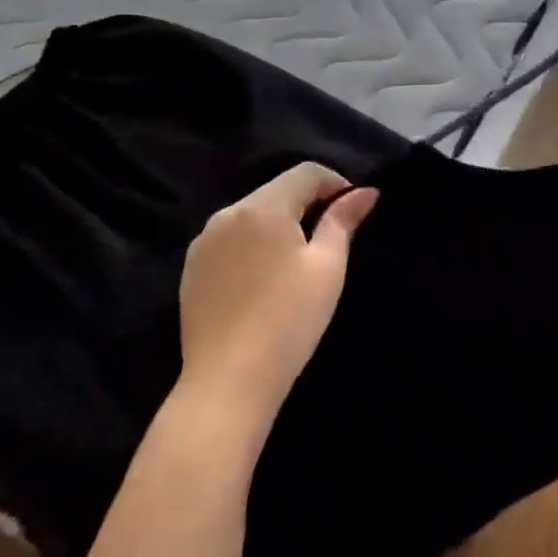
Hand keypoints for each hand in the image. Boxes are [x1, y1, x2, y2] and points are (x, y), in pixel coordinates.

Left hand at [175, 163, 378, 441]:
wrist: (227, 383)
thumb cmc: (288, 320)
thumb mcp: (327, 267)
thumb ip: (344, 221)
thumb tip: (365, 192)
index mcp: (263, 207)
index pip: (306, 173)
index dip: (336, 183)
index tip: (354, 210)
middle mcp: (227, 214)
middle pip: (277, 190)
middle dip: (308, 202)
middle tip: (333, 234)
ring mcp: (203, 242)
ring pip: (252, 214)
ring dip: (281, 222)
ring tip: (300, 257)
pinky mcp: (192, 269)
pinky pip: (231, 239)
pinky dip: (254, 243)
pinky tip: (266, 276)